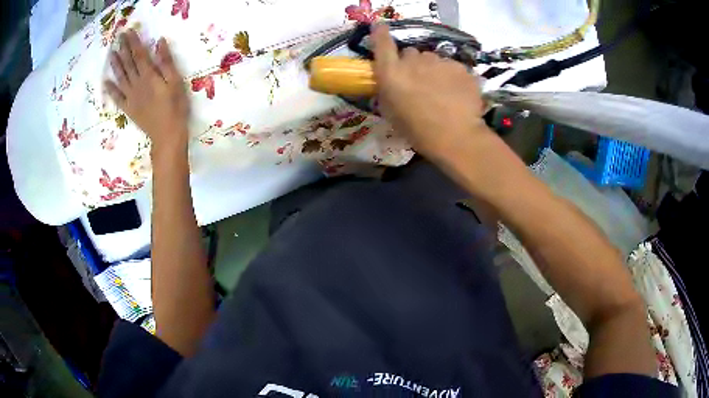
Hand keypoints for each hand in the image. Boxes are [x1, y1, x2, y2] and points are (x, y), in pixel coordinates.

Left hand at [105, 30, 188, 154]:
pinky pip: (117, 98)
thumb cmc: (175, 107)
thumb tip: (159, 42)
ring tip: (111, 53)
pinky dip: (111, 90)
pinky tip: (106, 83)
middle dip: (123, 49)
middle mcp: (137, 84)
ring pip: (121, 77)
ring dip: (115, 65)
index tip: (129, 31)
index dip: (133, 42)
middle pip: (128, 63)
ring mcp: (130, 97)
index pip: (139, 54)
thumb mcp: (175, 81)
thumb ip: (166, 61)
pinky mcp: (128, 109)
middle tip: (118, 37)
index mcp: (149, 76)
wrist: (167, 135)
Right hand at [371, 24, 488, 159]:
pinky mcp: (460, 66)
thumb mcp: (392, 114)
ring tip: (441, 91)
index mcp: (392, 73)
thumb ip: (387, 91)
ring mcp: (439, 61)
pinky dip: (452, 76)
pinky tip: (456, 94)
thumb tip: (388, 81)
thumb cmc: (418, 131)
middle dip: (412, 64)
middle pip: (411, 53)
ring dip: (433, 70)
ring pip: (433, 59)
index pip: (382, 43)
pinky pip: (452, 66)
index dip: (380, 33)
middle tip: (419, 83)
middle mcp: (414, 61)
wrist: (456, 137)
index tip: (380, 27)